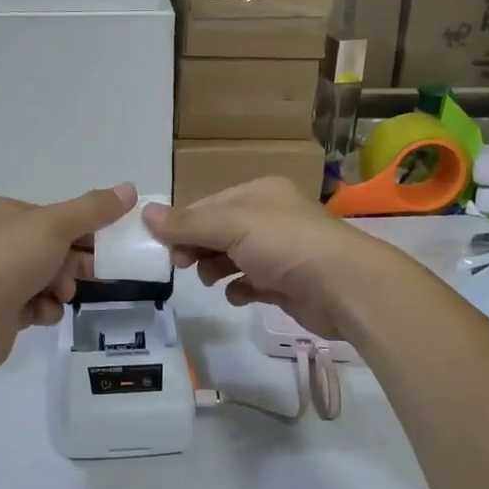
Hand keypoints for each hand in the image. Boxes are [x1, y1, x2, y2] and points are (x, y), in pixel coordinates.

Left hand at [0, 183, 136, 370]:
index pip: (52, 216)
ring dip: (61, 287)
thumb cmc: (9, 258)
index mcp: (3, 213)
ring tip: (60, 294)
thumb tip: (129, 188)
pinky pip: (34, 306)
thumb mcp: (57, 224)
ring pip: (46, 278)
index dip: (83, 227)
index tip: (110, 240)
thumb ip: (94, 209)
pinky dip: (44, 310)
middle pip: (52, 248)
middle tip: (98, 271)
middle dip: (75, 261)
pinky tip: (41, 313)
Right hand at [144, 178, 393, 340]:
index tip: (161, 247)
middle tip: (181, 265)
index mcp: (260, 193)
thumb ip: (188, 223)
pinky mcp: (288, 284)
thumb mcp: (231, 224)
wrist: (344, 286)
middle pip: (219, 231)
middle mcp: (271, 218)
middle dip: (197, 247)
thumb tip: (144, 212)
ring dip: (215, 268)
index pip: (209, 204)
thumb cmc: (285, 244)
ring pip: (234, 257)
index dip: (183, 223)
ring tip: (209, 280)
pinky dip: (240, 288)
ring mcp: (281, 252)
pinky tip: (237, 295)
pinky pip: (252, 283)